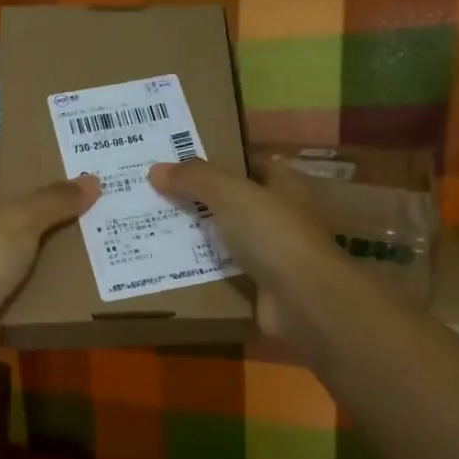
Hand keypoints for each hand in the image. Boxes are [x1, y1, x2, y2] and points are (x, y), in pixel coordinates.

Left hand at [0, 175, 99, 363]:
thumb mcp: (19, 220)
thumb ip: (54, 201)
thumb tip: (92, 180)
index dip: (29, 182)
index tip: (67, 183)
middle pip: (15, 225)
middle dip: (49, 222)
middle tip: (91, 215)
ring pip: (24, 261)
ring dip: (52, 259)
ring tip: (94, 248)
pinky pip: (27, 294)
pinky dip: (48, 292)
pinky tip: (79, 286)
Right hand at [148, 158, 350, 342]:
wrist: (303, 298)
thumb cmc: (272, 233)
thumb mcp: (230, 194)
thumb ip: (195, 178)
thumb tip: (156, 170)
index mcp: (285, 185)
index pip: (252, 164)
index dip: (222, 161)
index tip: (183, 164)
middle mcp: (282, 216)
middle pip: (236, 202)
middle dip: (202, 200)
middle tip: (159, 197)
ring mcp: (274, 253)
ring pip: (229, 238)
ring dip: (201, 237)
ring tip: (157, 230)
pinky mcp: (262, 285)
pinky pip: (227, 272)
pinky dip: (205, 270)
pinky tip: (173, 267)